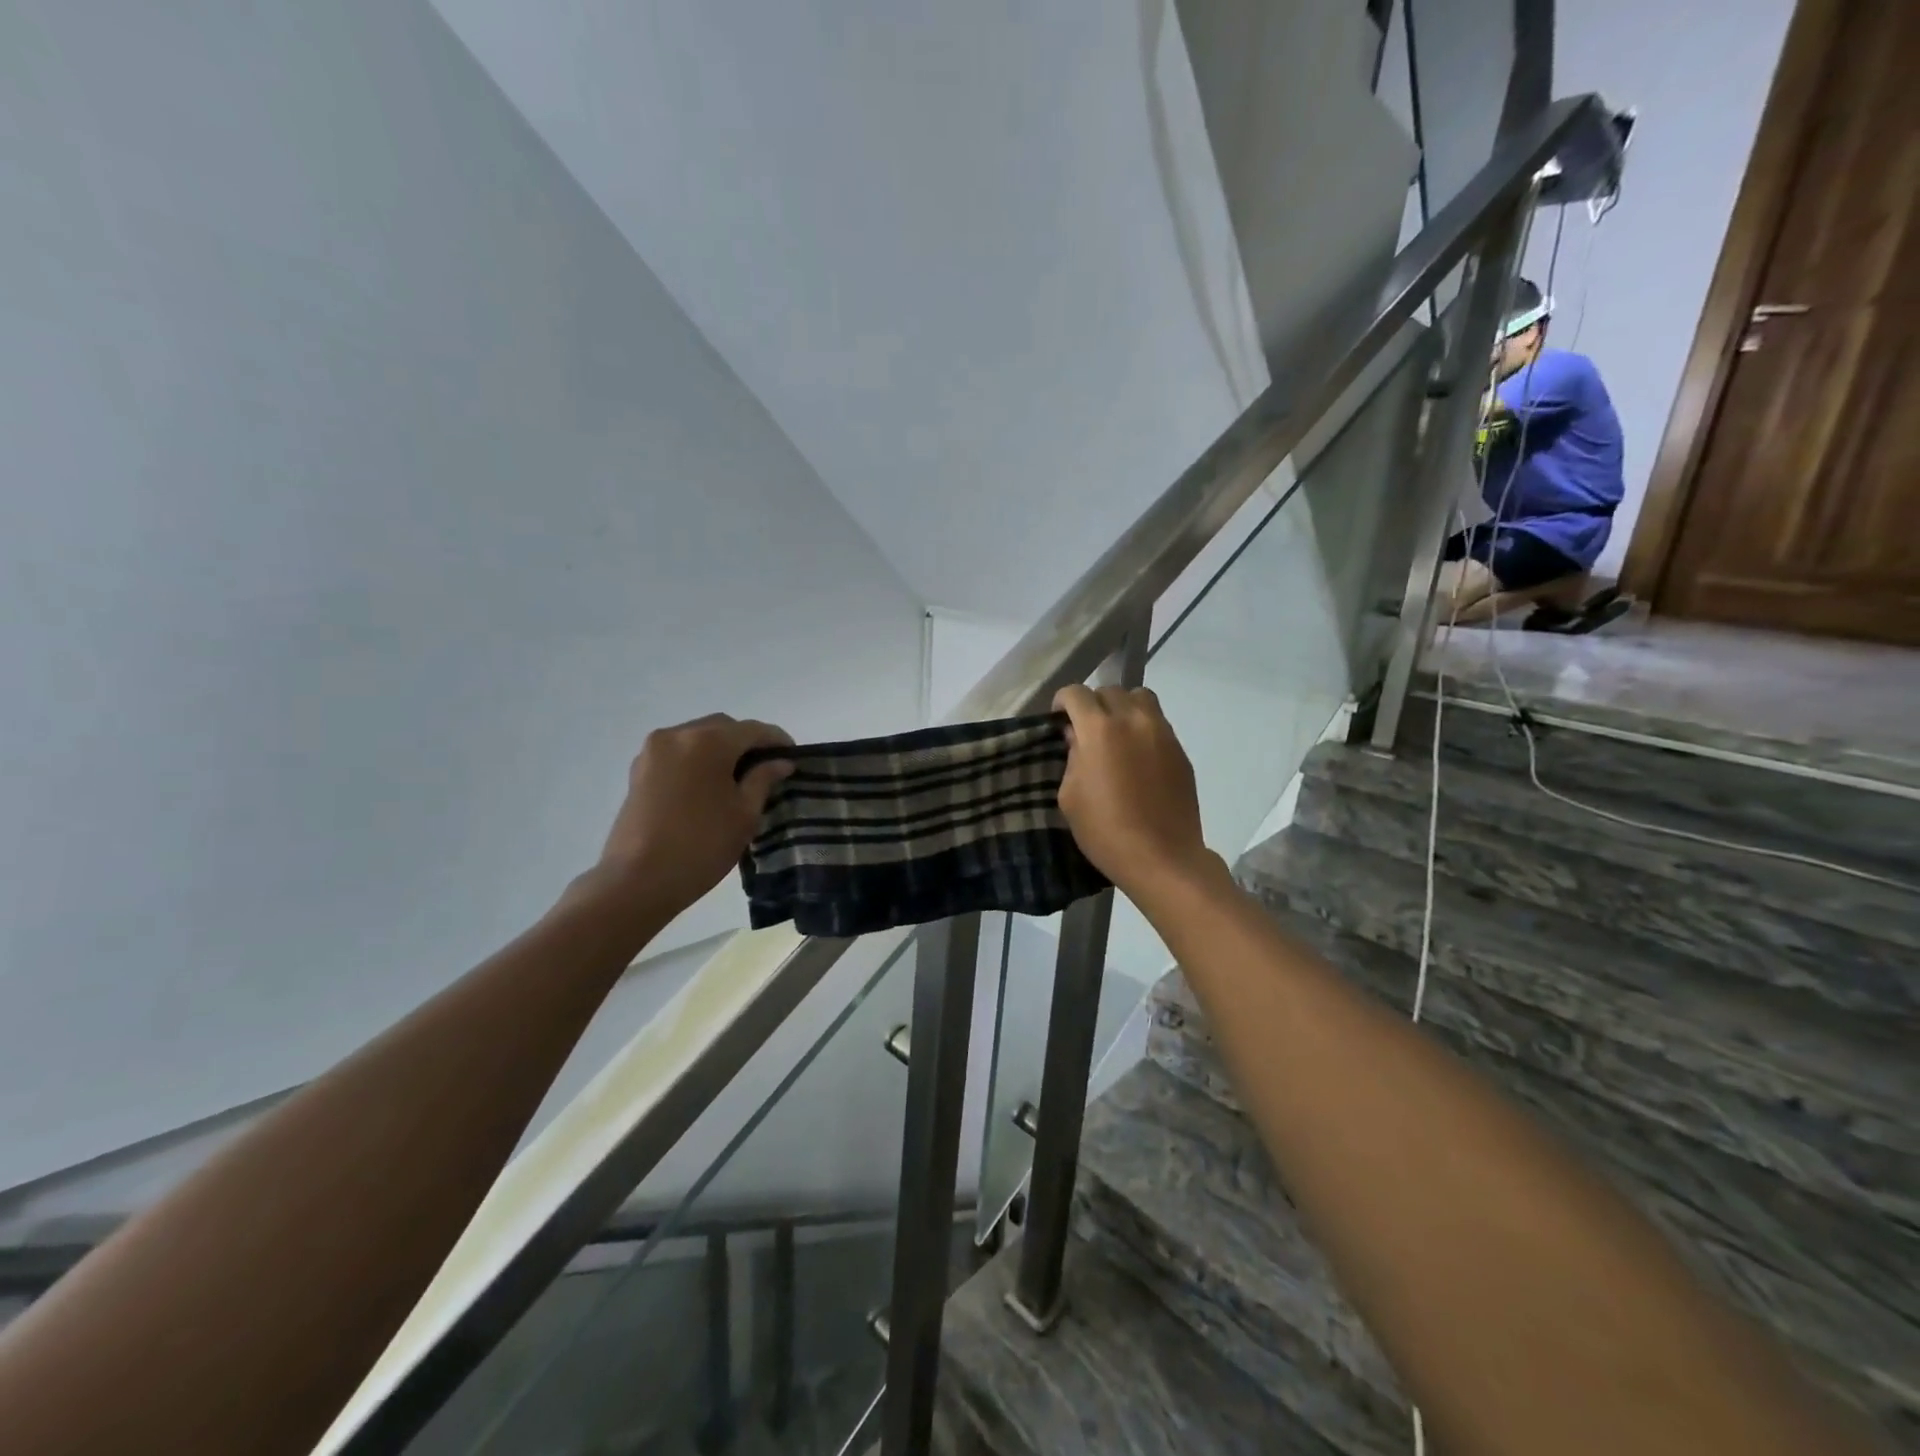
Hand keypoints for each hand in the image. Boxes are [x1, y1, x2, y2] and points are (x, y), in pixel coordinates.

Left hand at [595, 714, 794, 916]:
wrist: (637, 881)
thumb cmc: (701, 846)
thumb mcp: (744, 814)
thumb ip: (764, 780)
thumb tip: (780, 762)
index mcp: (708, 742)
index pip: (753, 730)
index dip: (777, 740)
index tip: (793, 756)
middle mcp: (678, 735)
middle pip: (723, 727)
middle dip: (746, 742)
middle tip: (765, 768)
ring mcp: (653, 751)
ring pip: (697, 737)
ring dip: (720, 749)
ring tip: (737, 778)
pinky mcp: (638, 770)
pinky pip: (677, 752)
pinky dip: (697, 759)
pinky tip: (708, 785)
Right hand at [1052, 685, 1213, 894]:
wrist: (1162, 857)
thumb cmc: (1105, 830)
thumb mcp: (1070, 796)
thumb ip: (1072, 757)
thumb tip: (1078, 737)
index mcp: (1099, 729)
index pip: (1076, 693)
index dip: (1063, 702)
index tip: (1059, 720)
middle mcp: (1133, 720)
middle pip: (1109, 691)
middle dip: (1093, 705)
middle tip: (1086, 730)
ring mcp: (1162, 732)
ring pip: (1140, 698)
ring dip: (1123, 707)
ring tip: (1116, 734)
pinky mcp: (1180, 749)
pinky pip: (1158, 722)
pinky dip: (1143, 727)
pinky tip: (1137, 755)